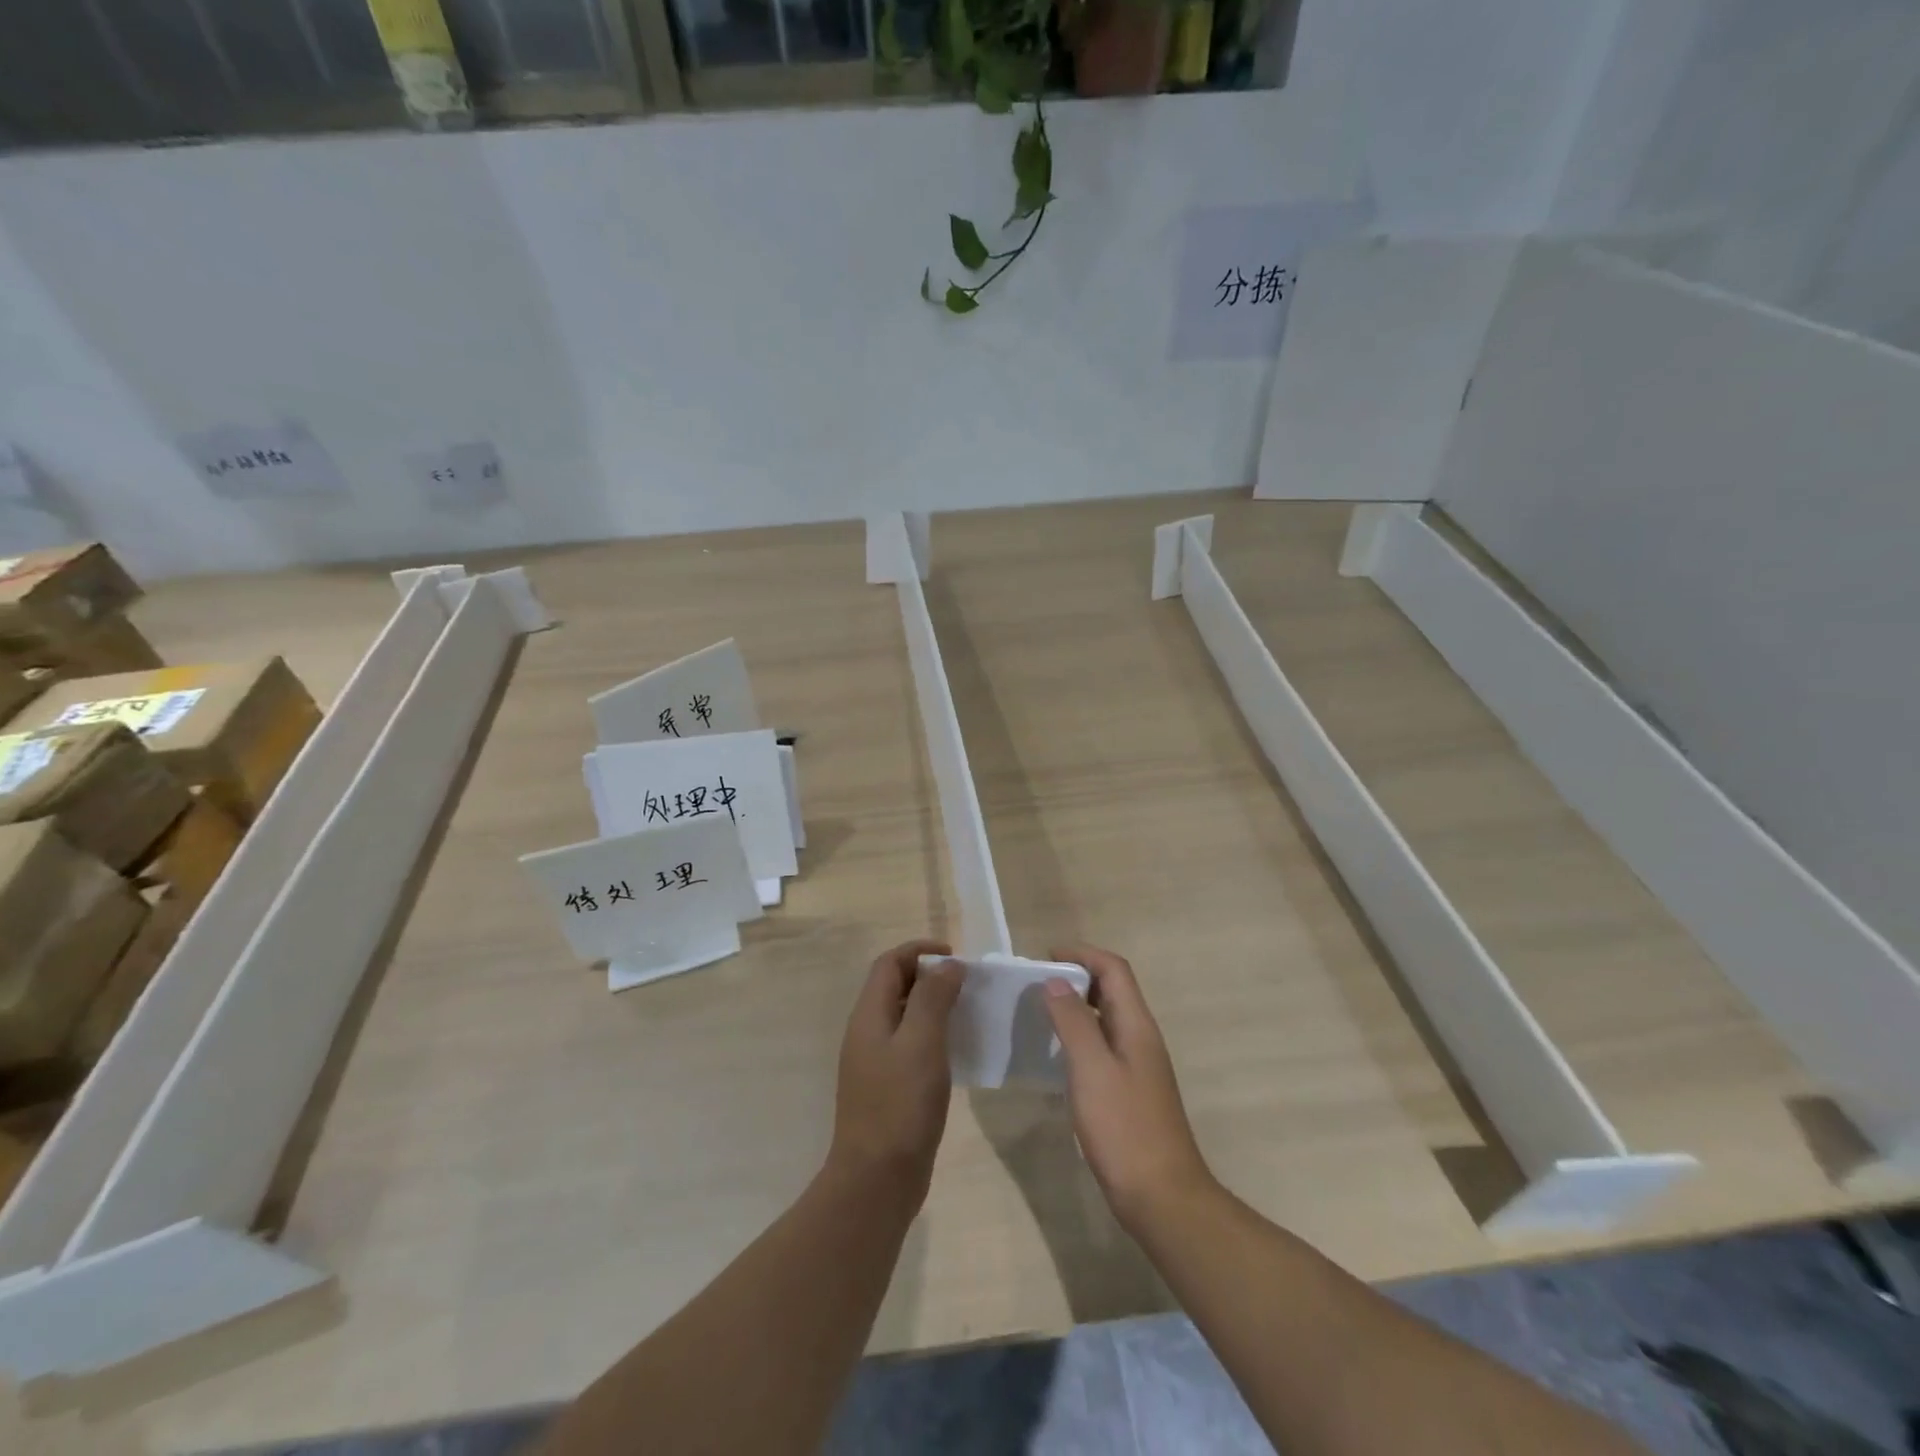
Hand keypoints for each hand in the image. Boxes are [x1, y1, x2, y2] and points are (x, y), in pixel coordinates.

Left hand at [828, 939, 963, 1201]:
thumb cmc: (900, 1105)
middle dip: (929, 976)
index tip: (956, 957)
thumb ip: (933, 998)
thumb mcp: (921, 1043)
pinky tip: (956, 1051)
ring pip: (903, 1016)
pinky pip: (909, 1044)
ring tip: (967, 1012)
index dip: (920, 950)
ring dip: (932, 1005)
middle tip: (966, 984)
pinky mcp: (887, 1087)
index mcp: (869, 1015)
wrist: (876, 1180)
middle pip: (894, 986)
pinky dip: (931, 1035)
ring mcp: (874, 1062)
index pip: (889, 963)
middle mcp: (867, 1032)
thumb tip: (947, 965)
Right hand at [1044, 943, 1215, 1231]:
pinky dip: (1079, 1036)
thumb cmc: (1125, 1128)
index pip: (1114, 969)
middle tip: (1037, 983)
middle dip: (1077, 976)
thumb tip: (1055, 981)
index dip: (1082, 954)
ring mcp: (1138, 1066)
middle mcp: (1141, 1038)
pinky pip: (1103, 1045)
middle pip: (1112, 989)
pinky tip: (1057, 1054)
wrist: (1162, 1197)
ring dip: (1077, 1006)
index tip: (1045, 957)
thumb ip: (1073, 1021)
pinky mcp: (1129, 1091)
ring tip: (1041, 1012)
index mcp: (1136, 1025)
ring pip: (1106, 1018)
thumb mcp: (1092, 1069)